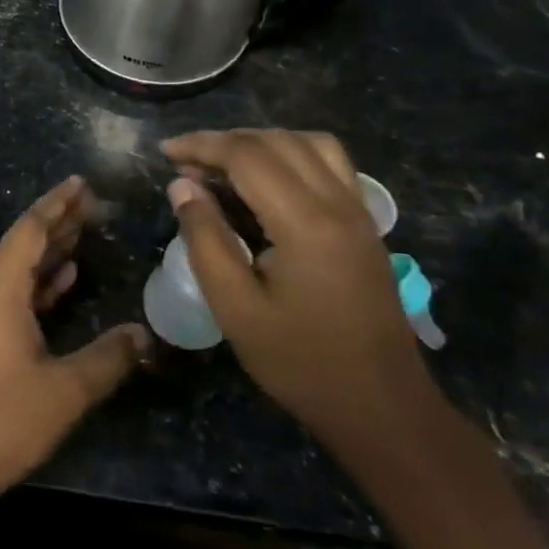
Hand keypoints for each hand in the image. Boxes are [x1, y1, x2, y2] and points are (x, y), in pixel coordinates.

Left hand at [0, 176, 148, 520]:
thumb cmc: (0, 419)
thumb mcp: (63, 390)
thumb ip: (107, 358)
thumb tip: (144, 334)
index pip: (31, 230)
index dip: (57, 204)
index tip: (80, 183)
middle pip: (24, 244)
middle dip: (58, 222)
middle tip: (92, 203)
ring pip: (18, 269)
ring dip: (50, 252)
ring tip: (84, 232)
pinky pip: (11, 293)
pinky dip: (39, 283)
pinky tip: (64, 279)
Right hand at [162, 130, 439, 456]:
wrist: (383, 408)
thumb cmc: (300, 363)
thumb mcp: (235, 307)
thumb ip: (205, 238)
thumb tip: (182, 186)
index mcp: (306, 223)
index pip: (247, 155)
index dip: (201, 145)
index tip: (165, 152)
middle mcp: (339, 204)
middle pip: (277, 141)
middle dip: (225, 141)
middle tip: (185, 165)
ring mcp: (360, 212)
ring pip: (309, 143)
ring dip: (261, 142)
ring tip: (224, 166)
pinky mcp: (366, 225)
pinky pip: (331, 163)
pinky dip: (292, 154)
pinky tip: (268, 181)